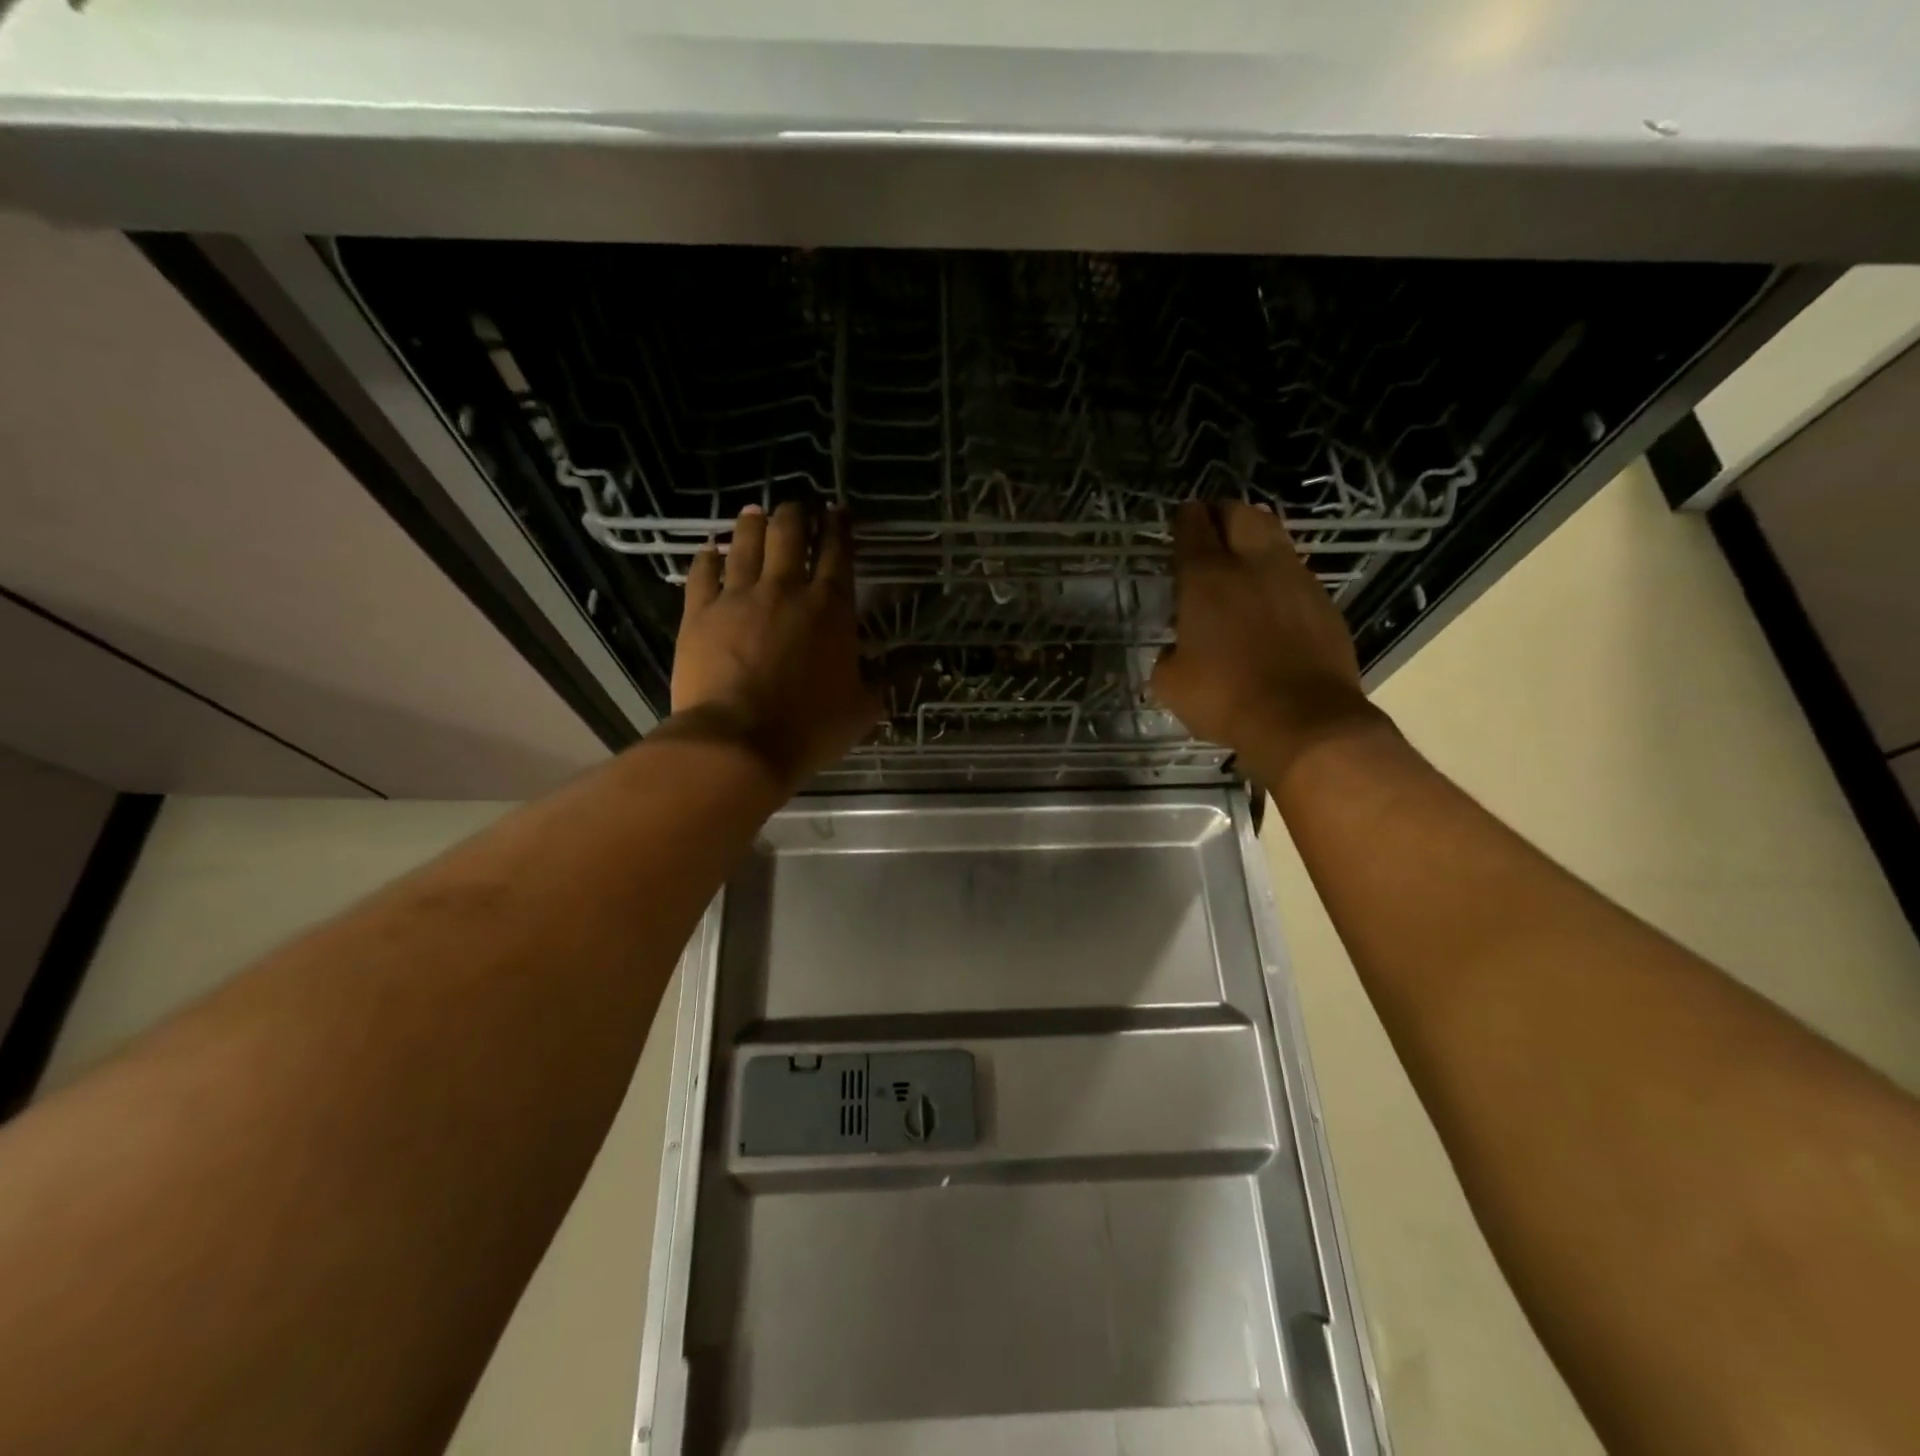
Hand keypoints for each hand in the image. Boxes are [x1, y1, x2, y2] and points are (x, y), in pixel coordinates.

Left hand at [669, 502, 882, 785]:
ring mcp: (738, 597)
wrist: (738, 743)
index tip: (837, 510)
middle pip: (789, 533)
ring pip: (746, 543)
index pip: (838, 553)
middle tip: (797, 507)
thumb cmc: (809, 728)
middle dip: (796, 514)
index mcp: (831, 608)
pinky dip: (708, 557)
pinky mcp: (699, 613)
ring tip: (756, 512)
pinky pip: (702, 573)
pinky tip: (711, 549)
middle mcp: (785, 589)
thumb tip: (916, 665)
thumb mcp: (864, 709)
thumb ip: (886, 680)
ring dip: (754, 523)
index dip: (839, 527)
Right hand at [1150, 501, 1384, 780]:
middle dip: (1223, 513)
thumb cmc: (1225, 698)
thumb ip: (1169, 656)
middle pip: (1241, 514)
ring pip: (1275, 537)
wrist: (1304, 720)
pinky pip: (1297, 574)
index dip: (1185, 519)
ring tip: (1243, 559)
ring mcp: (1295, 580)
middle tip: (1212, 528)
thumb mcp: (1171, 684)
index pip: (1193, 528)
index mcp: (1207, 579)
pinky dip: (1279, 577)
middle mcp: (1253, 566)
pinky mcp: (1324, 603)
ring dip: (1256, 539)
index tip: (1182, 519)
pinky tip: (1271, 601)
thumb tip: (1178, 650)